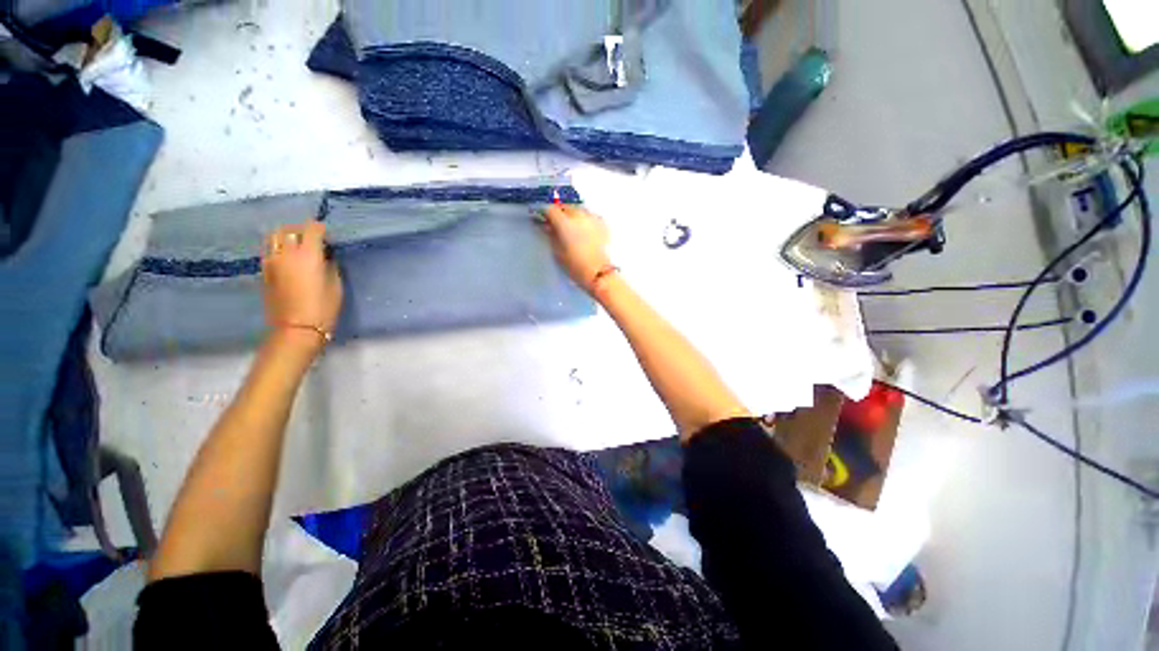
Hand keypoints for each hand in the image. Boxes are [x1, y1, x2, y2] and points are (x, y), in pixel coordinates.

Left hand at [261, 222, 342, 353]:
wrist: (296, 328)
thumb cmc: (323, 307)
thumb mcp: (336, 285)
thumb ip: (329, 265)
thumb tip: (325, 256)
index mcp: (307, 255)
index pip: (312, 229)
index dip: (321, 229)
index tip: (329, 237)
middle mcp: (286, 253)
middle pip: (289, 229)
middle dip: (301, 229)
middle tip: (312, 238)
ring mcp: (271, 261)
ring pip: (274, 237)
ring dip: (286, 236)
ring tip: (296, 245)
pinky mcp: (264, 271)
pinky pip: (269, 250)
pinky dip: (278, 247)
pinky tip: (287, 257)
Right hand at [543, 204, 611, 293]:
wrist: (598, 273)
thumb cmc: (575, 266)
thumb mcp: (557, 251)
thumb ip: (551, 235)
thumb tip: (547, 226)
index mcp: (564, 222)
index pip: (550, 209)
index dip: (545, 214)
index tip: (543, 219)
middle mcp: (578, 215)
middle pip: (566, 207)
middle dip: (560, 213)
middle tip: (558, 224)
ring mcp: (592, 218)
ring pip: (579, 209)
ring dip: (574, 215)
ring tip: (573, 227)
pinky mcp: (603, 224)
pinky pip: (591, 216)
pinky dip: (586, 220)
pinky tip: (585, 230)